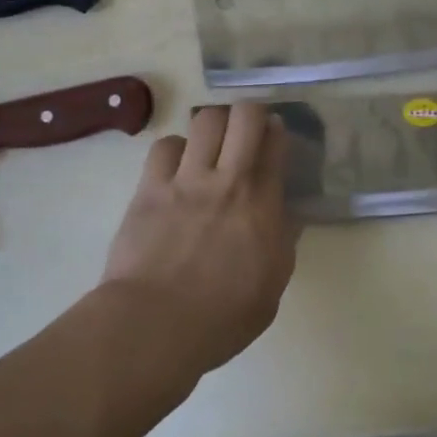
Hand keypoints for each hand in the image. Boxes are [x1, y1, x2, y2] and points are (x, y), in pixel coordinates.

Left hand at [100, 103, 296, 375]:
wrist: (154, 324)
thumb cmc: (220, 319)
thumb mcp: (271, 287)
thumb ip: (281, 242)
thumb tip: (286, 214)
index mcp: (261, 206)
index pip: (275, 145)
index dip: (278, 132)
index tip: (275, 135)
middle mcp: (227, 180)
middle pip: (244, 116)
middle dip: (251, 113)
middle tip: (247, 130)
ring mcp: (185, 179)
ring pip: (204, 120)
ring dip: (213, 125)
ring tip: (211, 143)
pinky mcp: (150, 186)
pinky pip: (165, 145)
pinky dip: (175, 149)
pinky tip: (176, 166)